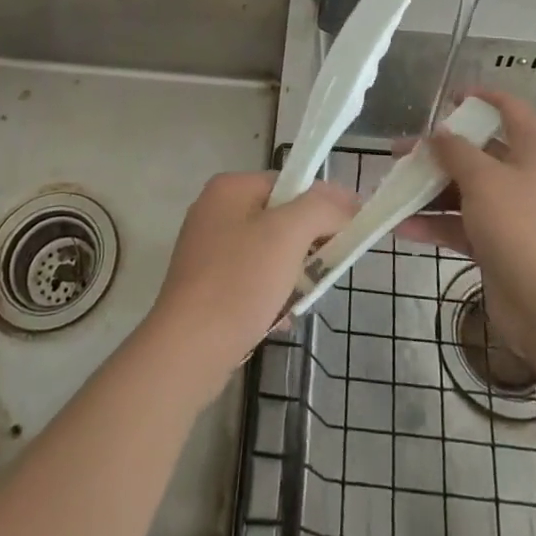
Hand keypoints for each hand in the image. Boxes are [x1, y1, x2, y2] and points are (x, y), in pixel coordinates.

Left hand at [145, 171, 357, 391]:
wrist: (187, 351)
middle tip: (324, 271)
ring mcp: (206, 250)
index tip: (346, 235)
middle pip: (280, 219)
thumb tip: (348, 200)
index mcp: (229, 188)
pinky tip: (279, 319)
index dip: (321, 206)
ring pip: (268, 253)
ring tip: (300, 300)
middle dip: (306, 246)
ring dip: (291, 275)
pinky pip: (251, 281)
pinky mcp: (205, 287)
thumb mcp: (288, 234)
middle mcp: (214, 211)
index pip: (289, 184)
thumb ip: (322, 208)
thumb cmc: (239, 282)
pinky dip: (270, 296)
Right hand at [396, 88, 535, 353]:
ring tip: (391, 188)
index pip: (511, 110)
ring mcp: (509, 214)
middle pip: (478, 153)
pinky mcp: (496, 244)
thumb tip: (439, 134)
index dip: (483, 97)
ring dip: (428, 189)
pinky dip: (433, 224)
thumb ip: (456, 151)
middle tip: (401, 151)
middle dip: (438, 151)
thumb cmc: (518, 227)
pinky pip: (459, 225)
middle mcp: (523, 178)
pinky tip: (400, 226)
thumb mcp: (483, 179)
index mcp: (532, 153)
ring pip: (463, 190)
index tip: (450, 97)